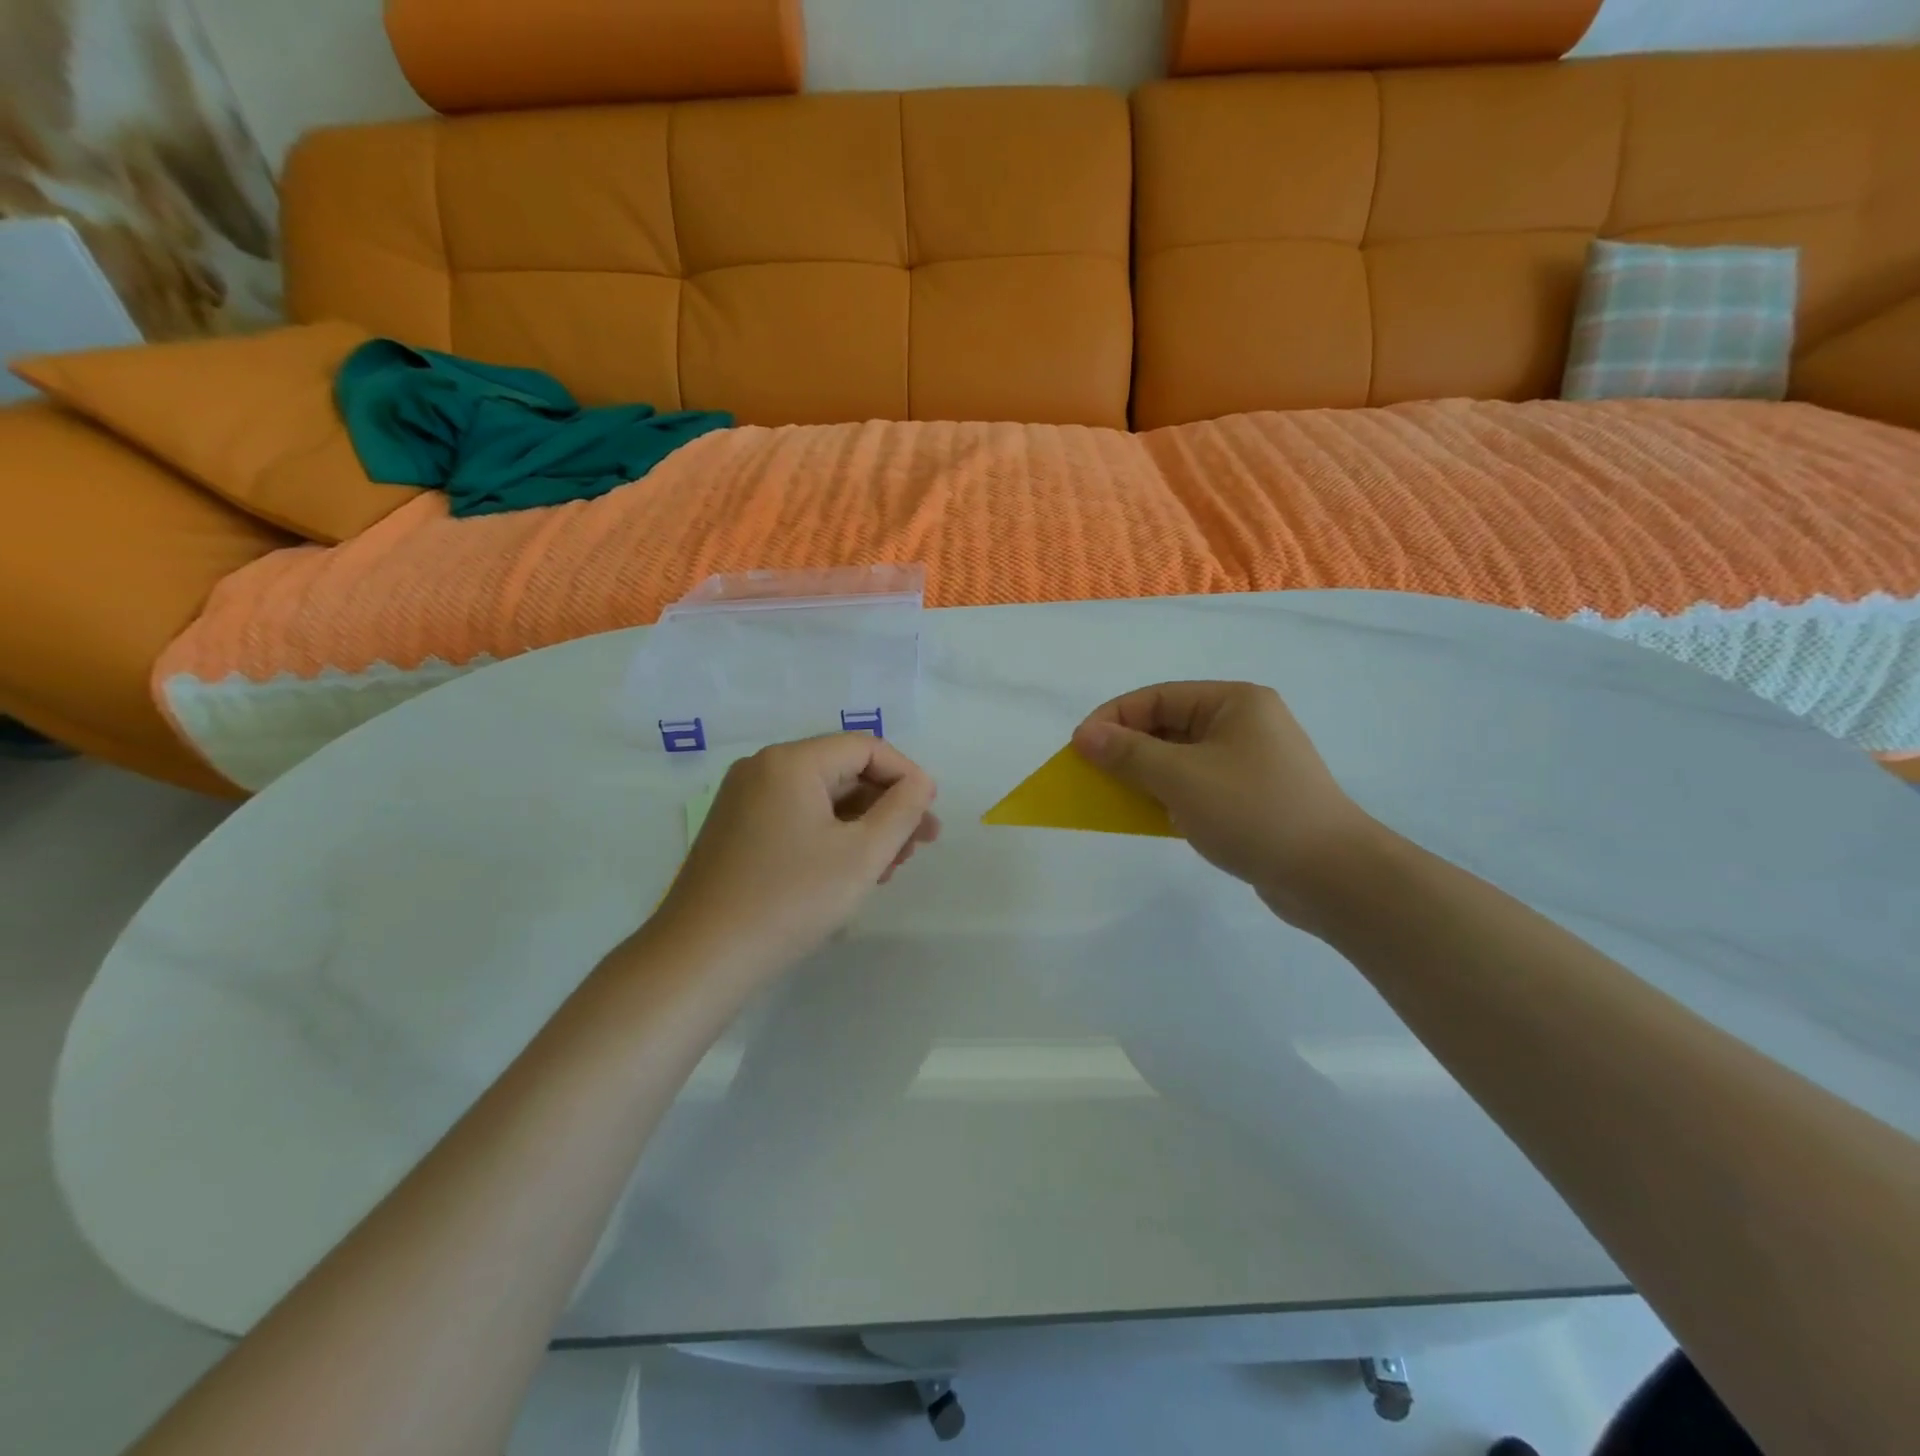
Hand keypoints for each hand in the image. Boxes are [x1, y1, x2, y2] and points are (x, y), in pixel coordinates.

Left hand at [647, 734, 940, 985]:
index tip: (930, 815)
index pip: (865, 747)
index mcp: (791, 762)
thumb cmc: (790, 900)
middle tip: (919, 847)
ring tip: (891, 866)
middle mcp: (763, 769)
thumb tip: (920, 783)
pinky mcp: (736, 831)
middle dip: (887, 806)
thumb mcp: (861, 855)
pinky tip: (852, 871)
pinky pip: (797, 818)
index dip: (907, 776)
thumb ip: (901, 811)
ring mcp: (744, 800)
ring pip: (821, 798)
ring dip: (863, 825)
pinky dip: (831, 836)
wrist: (701, 959)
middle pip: (843, 772)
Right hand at [1072, 682, 1380, 928]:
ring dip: (1144, 775)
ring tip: (1113, 797)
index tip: (1078, 748)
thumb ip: (1128, 754)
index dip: (1112, 719)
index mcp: (1233, 702)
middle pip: (1168, 726)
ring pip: (1180, 758)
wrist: (1331, 876)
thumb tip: (1084, 735)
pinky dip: (1168, 796)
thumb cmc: (1253, 811)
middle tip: (1090, 775)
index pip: (1157, 697)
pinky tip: (1149, 816)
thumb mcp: (1181, 778)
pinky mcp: (1251, 797)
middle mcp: (1243, 723)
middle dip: (1126, 749)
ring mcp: (1250, 762)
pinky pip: (1196, 785)